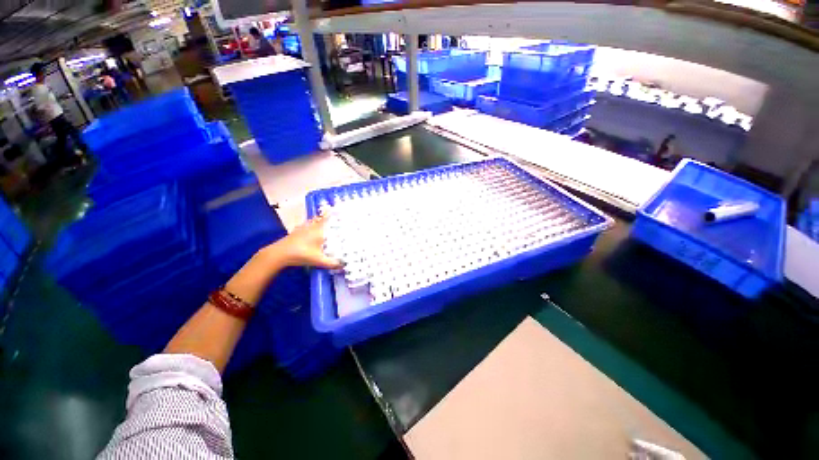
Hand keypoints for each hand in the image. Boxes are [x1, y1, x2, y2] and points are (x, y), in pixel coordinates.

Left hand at [264, 215, 340, 268]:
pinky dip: (310, 225)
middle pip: (320, 218)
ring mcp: (302, 228)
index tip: (338, 210)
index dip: (332, 214)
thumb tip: (344, 266)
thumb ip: (332, 263)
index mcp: (319, 230)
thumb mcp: (318, 260)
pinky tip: (310, 230)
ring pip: (312, 221)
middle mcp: (311, 226)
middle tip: (333, 217)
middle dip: (326, 217)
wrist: (279, 254)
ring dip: (317, 220)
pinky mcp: (295, 232)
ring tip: (323, 222)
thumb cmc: (301, 254)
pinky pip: (306, 225)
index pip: (327, 219)